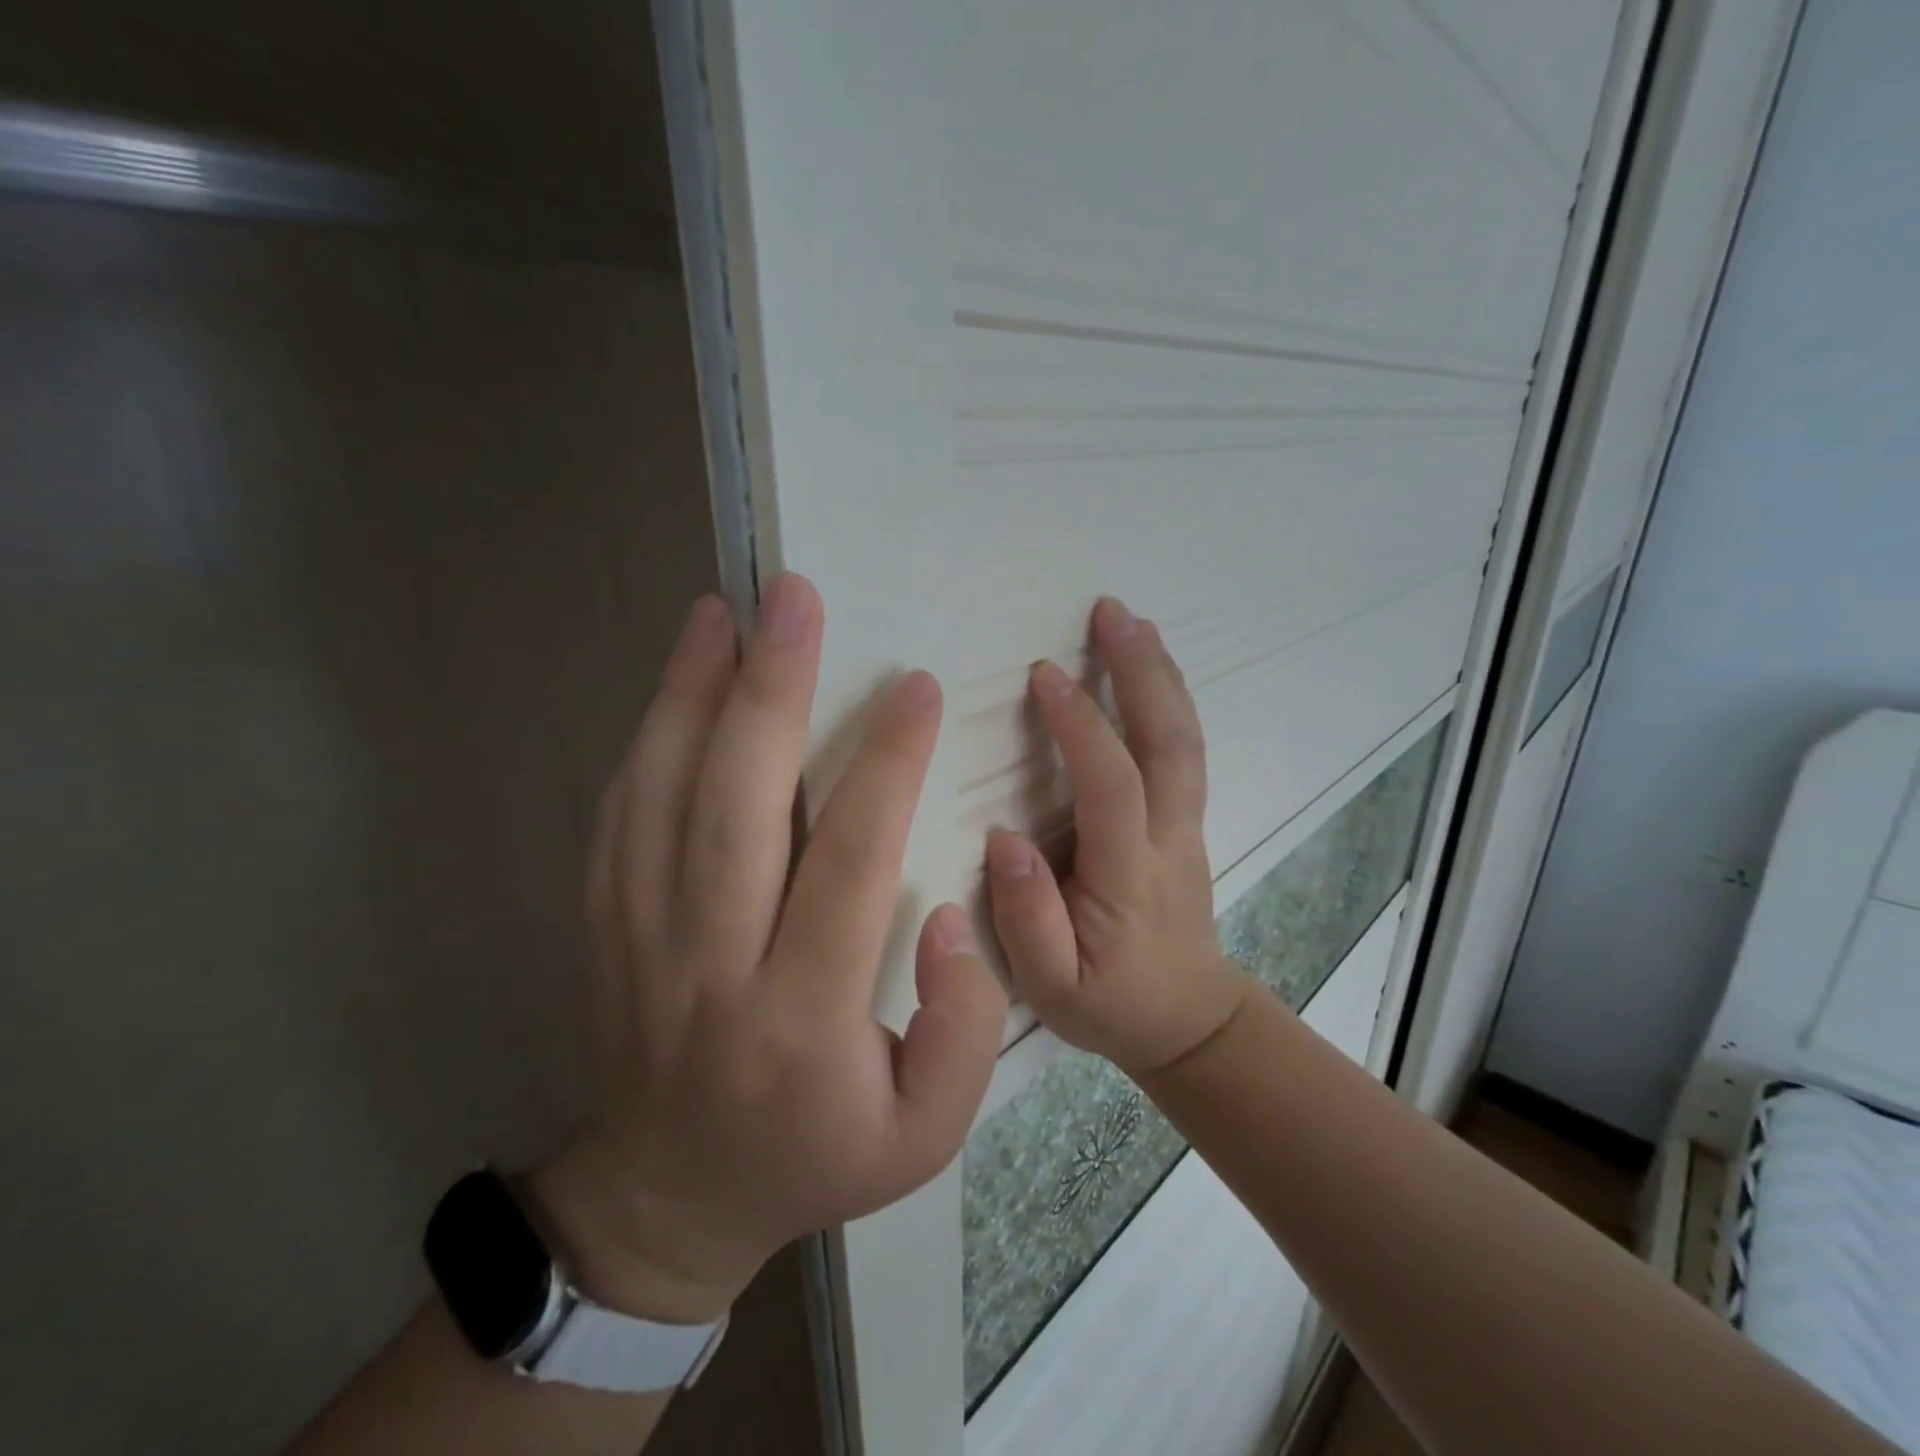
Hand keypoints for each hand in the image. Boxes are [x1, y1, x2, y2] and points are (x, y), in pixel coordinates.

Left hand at [531, 574, 1007, 1324]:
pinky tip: (680, 678)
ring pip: (661, 795)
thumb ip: (961, 1029)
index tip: (915, 687)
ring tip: (724, 611)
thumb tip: (949, 918)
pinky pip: (620, 815)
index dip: (886, 768)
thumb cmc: (813, 1157)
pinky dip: (648, 736)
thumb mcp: (925, 1137)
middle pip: (735, 808)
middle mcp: (711, 964)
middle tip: (793, 600)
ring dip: (692, 692)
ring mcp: (640, 940)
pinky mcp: (605, 926)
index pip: (849, 866)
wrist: (669, 1198)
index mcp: (801, 1017)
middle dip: (769, 691)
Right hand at [985, 597, 1246, 1076]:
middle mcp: (1167, 836)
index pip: (1112, 783)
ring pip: (1184, 739)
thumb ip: (1027, 918)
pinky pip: (1182, 750)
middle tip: (1111, 612)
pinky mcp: (1185, 822)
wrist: (1189, 1020)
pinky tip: (1148, 669)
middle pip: (1169, 742)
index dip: (1081, 725)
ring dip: (1160, 675)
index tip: (1045, 675)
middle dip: (1142, 671)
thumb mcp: (1052, 987)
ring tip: (1131, 621)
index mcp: (1129, 873)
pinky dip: (1168, 699)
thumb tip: (1005, 839)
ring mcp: (1186, 825)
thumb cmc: (1111, 1003)